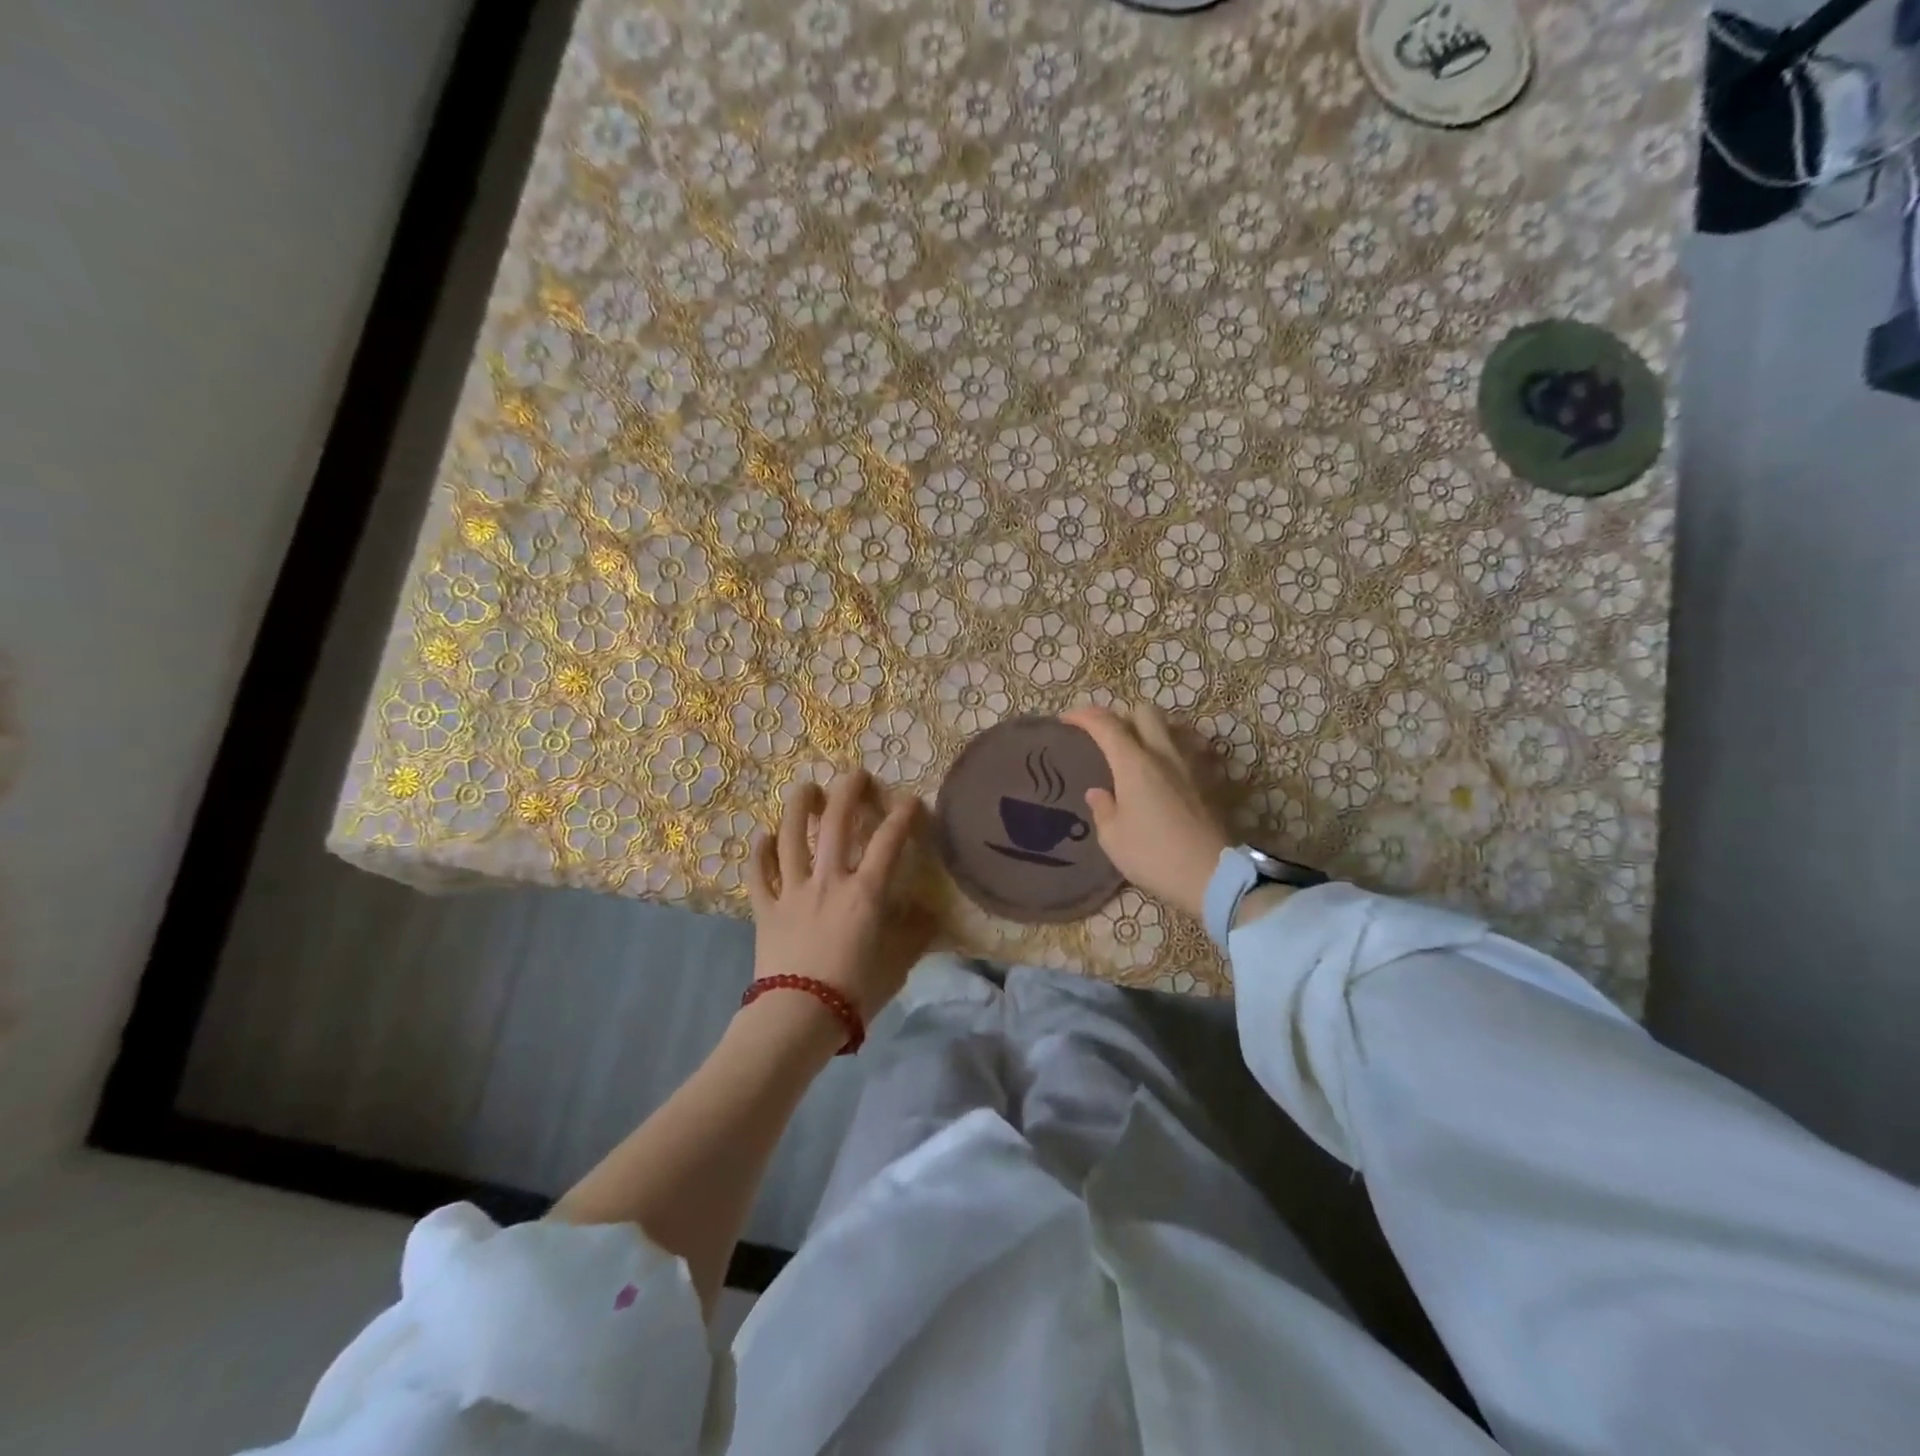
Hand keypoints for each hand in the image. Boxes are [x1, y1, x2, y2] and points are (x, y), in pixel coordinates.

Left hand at [747, 770, 933, 1022]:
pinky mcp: (766, 908)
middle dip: (847, 792)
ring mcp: (793, 891)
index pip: (888, 842)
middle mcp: (829, 880)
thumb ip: (914, 935)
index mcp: (865, 892)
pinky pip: (759, 874)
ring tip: (805, 788)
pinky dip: (759, 853)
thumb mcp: (896, 964)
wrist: (798, 1016)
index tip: (910, 801)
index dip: (902, 816)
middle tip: (854, 774)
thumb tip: (929, 914)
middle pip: (835, 824)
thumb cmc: (854, 992)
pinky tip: (762, 837)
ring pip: (791, 837)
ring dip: (797, 808)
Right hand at [1060, 703, 1230, 919]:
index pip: (1106, 725)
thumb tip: (1098, 792)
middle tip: (1108, 736)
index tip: (1067, 719)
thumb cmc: (1153, 855)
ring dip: (1151, 730)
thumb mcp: (1113, 838)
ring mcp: (1192, 764)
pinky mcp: (1211, 780)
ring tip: (1139, 750)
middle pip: (1144, 712)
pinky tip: (1168, 770)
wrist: (1211, 875)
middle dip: (1122, 716)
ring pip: (1171, 727)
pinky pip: (1190, 749)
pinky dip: (1174, 750)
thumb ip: (1103, 808)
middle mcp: (1164, 754)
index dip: (1084, 716)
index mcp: (1134, 763)